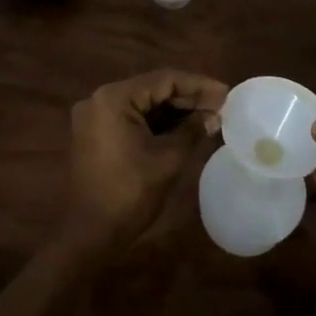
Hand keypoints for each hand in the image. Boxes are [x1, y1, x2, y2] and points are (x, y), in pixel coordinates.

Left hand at [64, 69, 227, 254]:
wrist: (89, 235)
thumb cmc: (129, 194)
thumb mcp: (168, 159)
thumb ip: (192, 130)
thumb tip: (215, 117)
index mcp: (114, 98)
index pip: (164, 80)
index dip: (199, 85)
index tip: (226, 94)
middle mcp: (100, 99)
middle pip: (152, 88)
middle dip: (188, 97)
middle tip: (221, 105)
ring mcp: (96, 117)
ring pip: (144, 103)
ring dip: (175, 110)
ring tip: (209, 115)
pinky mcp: (97, 133)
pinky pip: (133, 118)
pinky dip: (158, 122)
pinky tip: (185, 127)